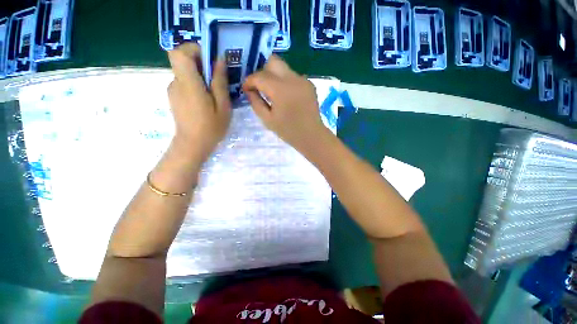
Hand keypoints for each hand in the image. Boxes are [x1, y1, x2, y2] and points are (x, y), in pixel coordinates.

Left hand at [167, 43, 230, 161]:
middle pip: (183, 61)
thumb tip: (219, 59)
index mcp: (188, 84)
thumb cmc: (211, 127)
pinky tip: (206, 101)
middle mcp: (176, 83)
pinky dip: (196, 85)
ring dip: (200, 77)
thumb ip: (220, 81)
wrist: (193, 145)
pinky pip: (185, 83)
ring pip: (186, 73)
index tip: (211, 60)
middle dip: (201, 64)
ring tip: (214, 94)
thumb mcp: (223, 105)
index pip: (180, 52)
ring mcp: (173, 90)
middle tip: (217, 80)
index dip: (194, 49)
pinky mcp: (174, 97)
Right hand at [242, 55, 328, 152]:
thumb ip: (256, 102)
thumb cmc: (288, 131)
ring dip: (274, 76)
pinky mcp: (309, 84)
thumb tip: (249, 90)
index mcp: (280, 89)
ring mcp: (303, 80)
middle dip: (262, 71)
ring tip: (273, 93)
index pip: (259, 76)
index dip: (249, 81)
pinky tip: (286, 96)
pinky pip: (293, 76)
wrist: (312, 136)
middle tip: (260, 86)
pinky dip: (285, 82)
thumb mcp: (267, 120)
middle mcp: (292, 79)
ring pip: (283, 68)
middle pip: (273, 61)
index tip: (246, 89)